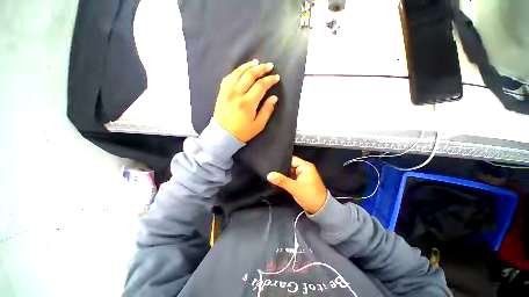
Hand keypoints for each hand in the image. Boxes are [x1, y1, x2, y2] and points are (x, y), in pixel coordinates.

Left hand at [213, 59, 279, 142]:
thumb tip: (274, 98)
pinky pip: (229, 77)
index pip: (261, 86)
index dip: (270, 80)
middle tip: (269, 66)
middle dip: (261, 69)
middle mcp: (237, 94)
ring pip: (238, 73)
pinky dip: (236, 71)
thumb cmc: (242, 132)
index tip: (276, 78)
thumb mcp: (258, 125)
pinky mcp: (221, 92)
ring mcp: (227, 91)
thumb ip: (267, 110)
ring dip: (248, 66)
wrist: (223, 135)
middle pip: (250, 75)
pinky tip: (241, 70)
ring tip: (256, 62)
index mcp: (247, 103)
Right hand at [267, 156, 327, 213]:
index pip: (291, 159)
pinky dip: (287, 178)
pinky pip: (292, 176)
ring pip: (291, 171)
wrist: (321, 209)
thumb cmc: (309, 196)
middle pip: (290, 165)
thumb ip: (281, 180)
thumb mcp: (294, 188)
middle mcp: (305, 168)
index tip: (272, 163)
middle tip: (270, 170)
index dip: (282, 161)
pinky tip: (279, 179)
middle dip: (282, 168)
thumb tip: (269, 175)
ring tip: (272, 174)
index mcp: (305, 166)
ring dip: (284, 174)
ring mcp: (303, 174)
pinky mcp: (302, 180)